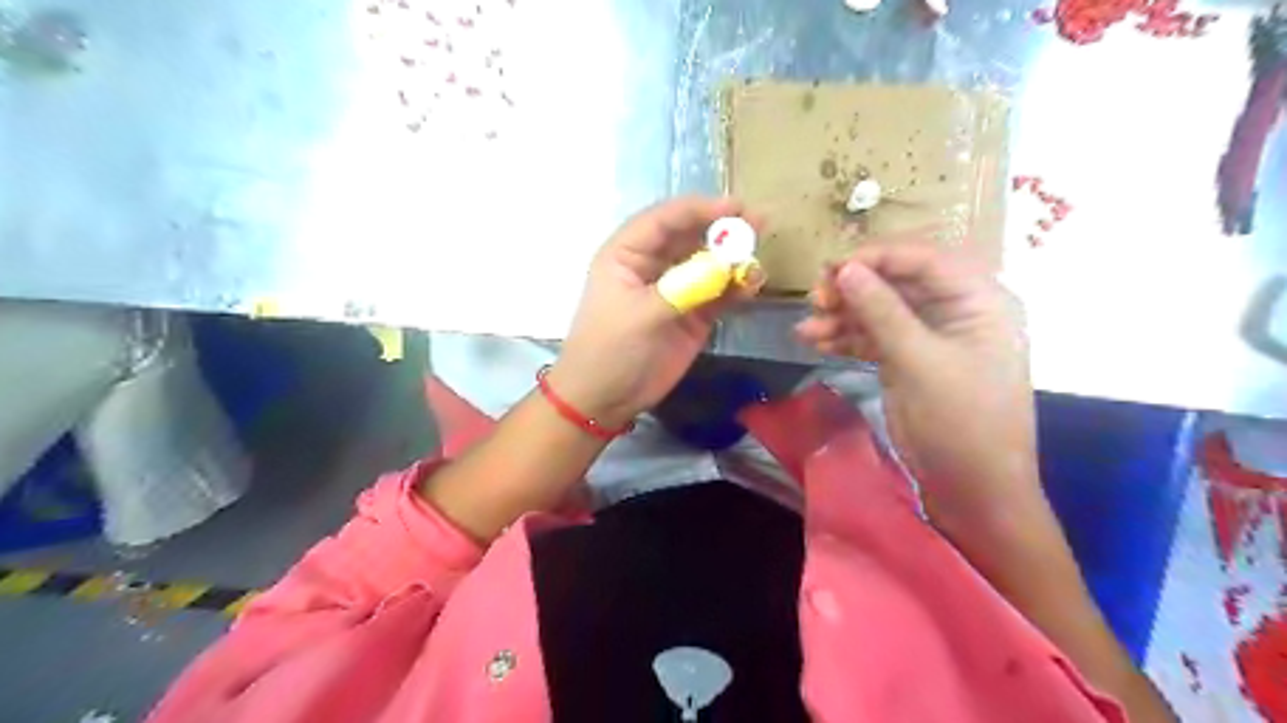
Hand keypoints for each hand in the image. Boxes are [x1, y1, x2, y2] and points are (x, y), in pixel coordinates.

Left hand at [548, 194, 755, 425]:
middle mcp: (653, 265)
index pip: (665, 219)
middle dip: (722, 229)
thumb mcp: (641, 314)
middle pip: (691, 236)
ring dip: (733, 259)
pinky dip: (735, 288)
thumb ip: (685, 288)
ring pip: (708, 264)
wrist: (604, 399)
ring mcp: (675, 290)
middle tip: (758, 223)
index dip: (699, 209)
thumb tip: (729, 264)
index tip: (735, 207)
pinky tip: (752, 285)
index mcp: (628, 253)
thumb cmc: (610, 350)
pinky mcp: (692, 315)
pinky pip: (718, 294)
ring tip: (758, 258)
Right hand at [801, 244, 1038, 527]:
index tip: (831, 268)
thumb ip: (882, 311)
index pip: (923, 259)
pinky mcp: (908, 360)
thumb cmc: (961, 420)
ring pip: (879, 310)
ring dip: (842, 316)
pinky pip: (873, 337)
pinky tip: (816, 342)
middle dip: (853, 289)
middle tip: (815, 299)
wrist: (971, 487)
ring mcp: (929, 336)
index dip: (876, 257)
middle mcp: (954, 310)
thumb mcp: (920, 362)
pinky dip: (846, 338)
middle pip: (897, 282)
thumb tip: (845, 268)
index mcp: (978, 299)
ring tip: (806, 330)